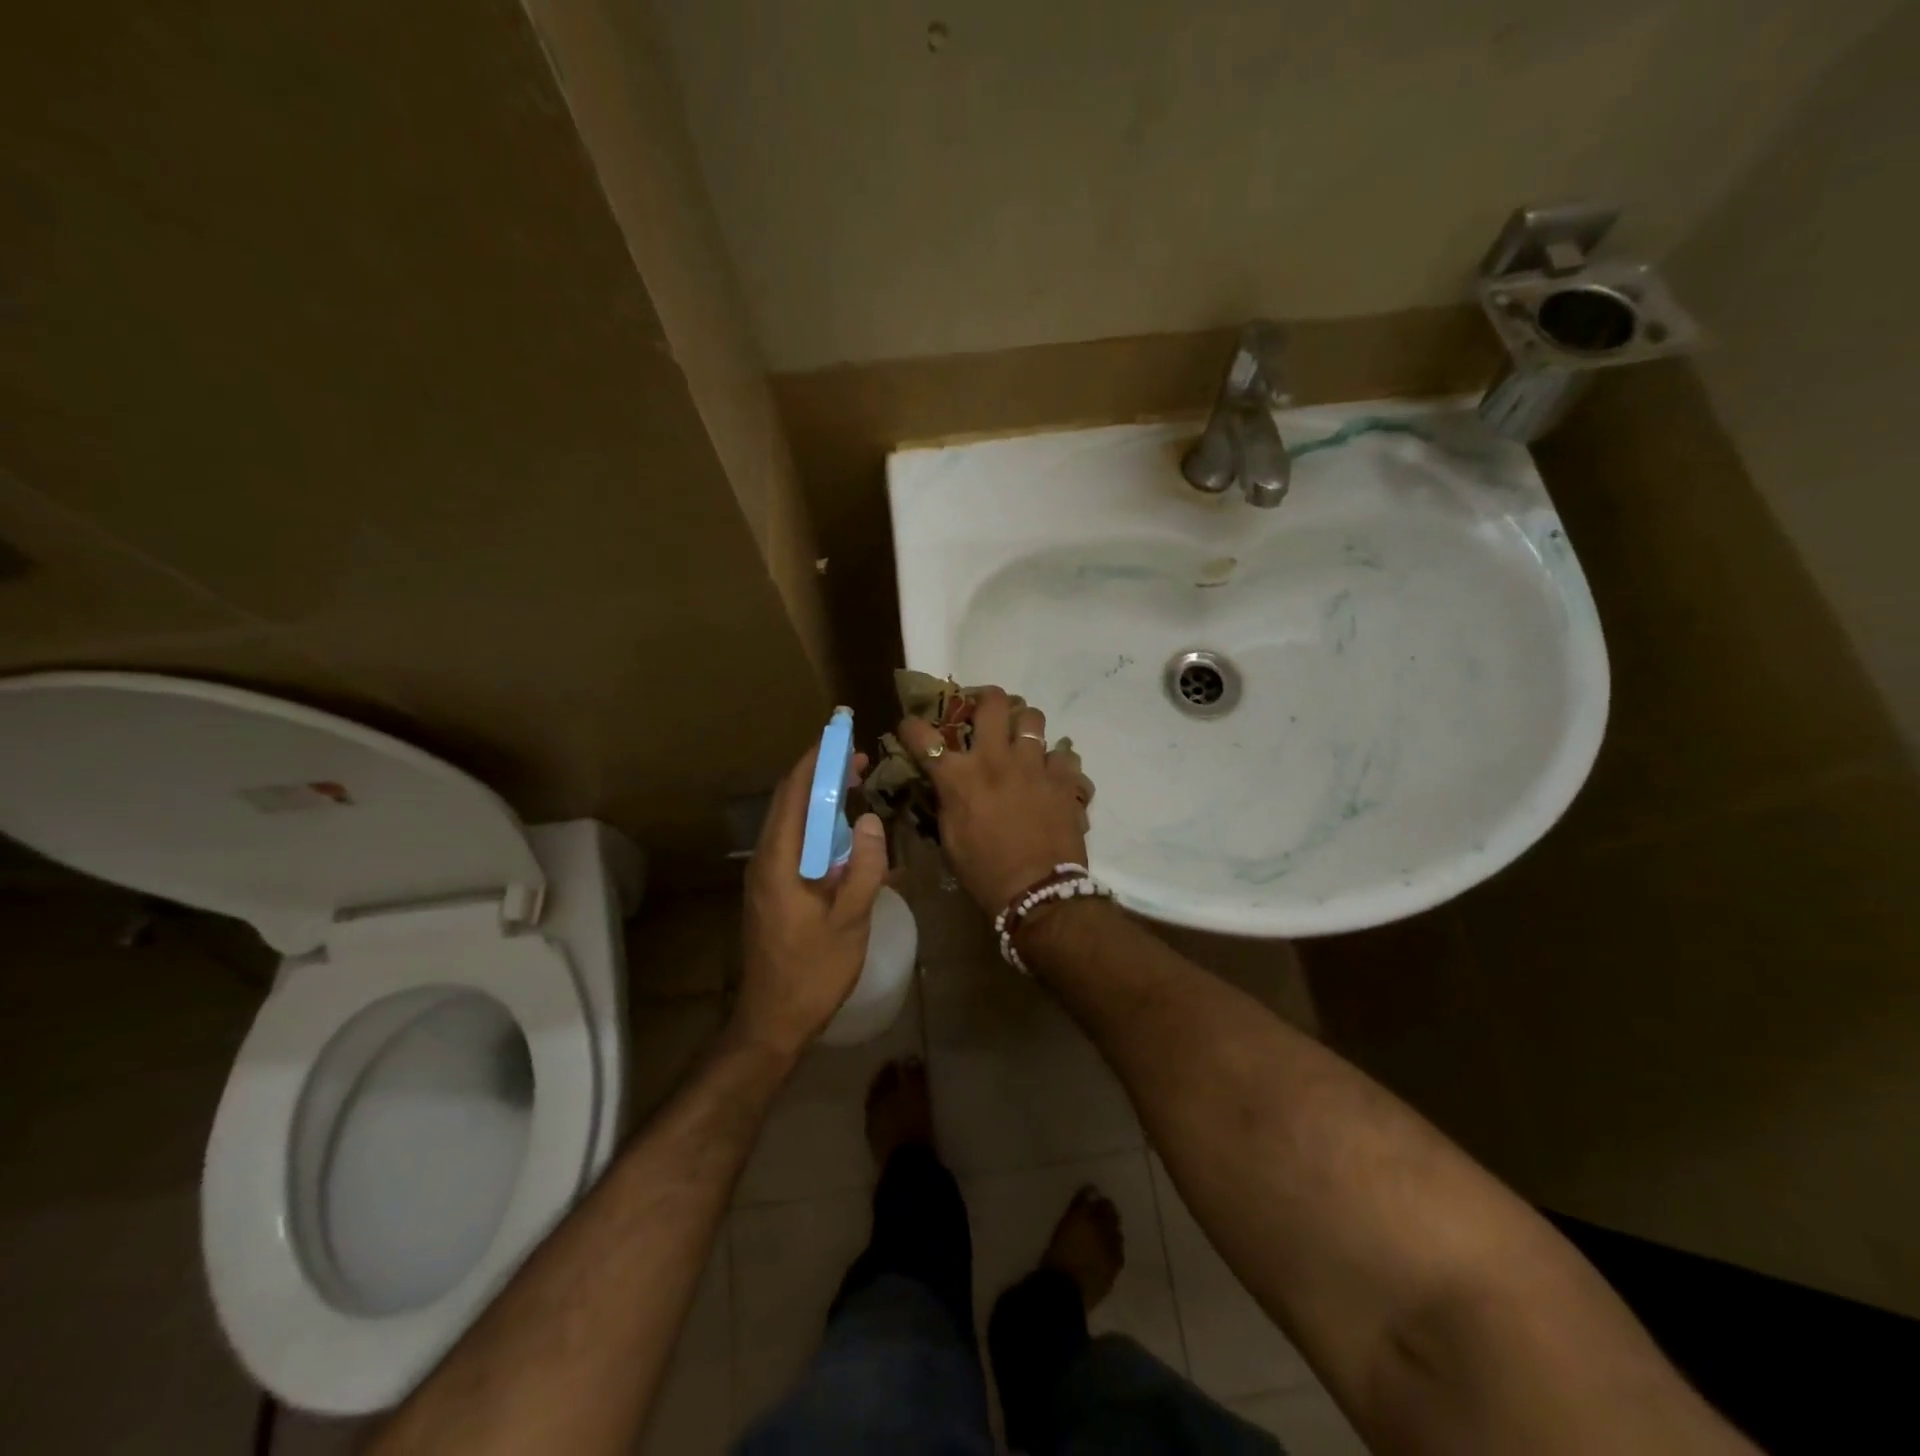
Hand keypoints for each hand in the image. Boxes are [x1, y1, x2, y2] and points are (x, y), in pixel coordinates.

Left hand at [733, 742, 889, 1061]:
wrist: (772, 1021)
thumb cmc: (813, 973)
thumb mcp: (849, 921)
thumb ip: (862, 868)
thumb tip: (869, 820)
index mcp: (779, 861)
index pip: (794, 793)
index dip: (815, 760)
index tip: (840, 736)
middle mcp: (765, 860)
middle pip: (789, 802)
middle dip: (819, 774)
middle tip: (857, 759)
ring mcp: (765, 876)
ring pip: (791, 822)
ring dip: (819, 801)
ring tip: (854, 788)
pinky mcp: (772, 890)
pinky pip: (794, 844)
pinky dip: (817, 827)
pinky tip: (843, 836)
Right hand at [896, 685, 1090, 916]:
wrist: (1038, 892)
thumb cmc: (985, 872)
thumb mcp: (950, 838)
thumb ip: (947, 801)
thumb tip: (945, 783)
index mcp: (959, 776)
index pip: (923, 736)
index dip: (912, 726)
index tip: (911, 726)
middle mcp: (995, 759)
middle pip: (992, 702)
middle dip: (985, 698)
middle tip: (985, 710)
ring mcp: (1033, 764)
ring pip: (1033, 717)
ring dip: (1025, 724)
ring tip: (1023, 737)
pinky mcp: (1063, 778)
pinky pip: (1064, 754)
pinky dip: (1056, 761)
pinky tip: (1051, 774)